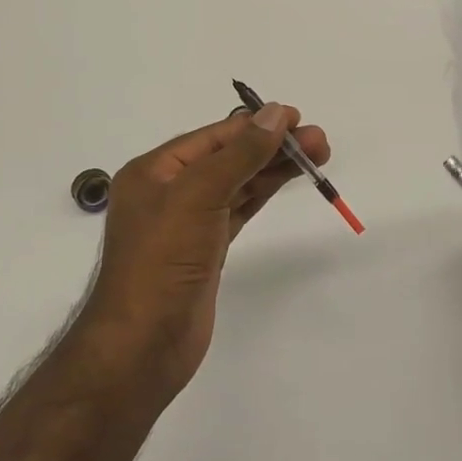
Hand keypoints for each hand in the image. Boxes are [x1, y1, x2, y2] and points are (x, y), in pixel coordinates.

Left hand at [78, 104, 330, 401]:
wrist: (142, 348)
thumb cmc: (162, 262)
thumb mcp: (199, 196)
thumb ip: (240, 154)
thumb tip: (276, 113)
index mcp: (154, 171)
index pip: (214, 137)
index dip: (256, 125)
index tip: (297, 118)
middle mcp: (169, 191)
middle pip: (229, 157)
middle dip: (272, 146)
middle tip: (319, 142)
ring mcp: (188, 222)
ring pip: (237, 183)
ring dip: (274, 168)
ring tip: (318, 155)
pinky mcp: (205, 249)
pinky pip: (238, 209)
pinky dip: (262, 193)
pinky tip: (287, 180)